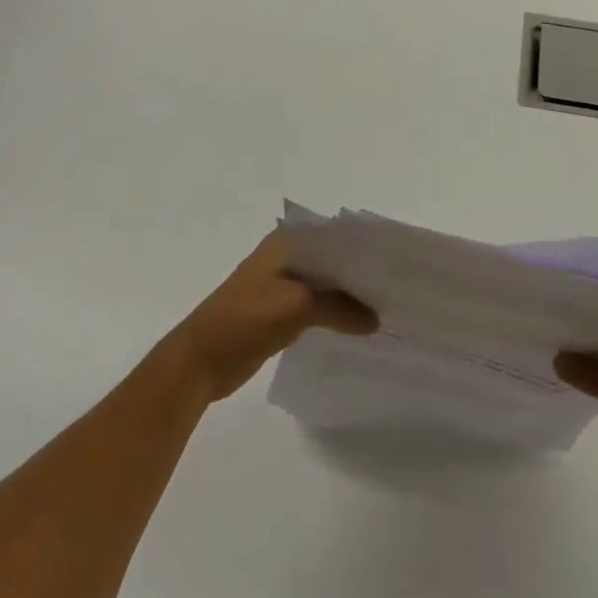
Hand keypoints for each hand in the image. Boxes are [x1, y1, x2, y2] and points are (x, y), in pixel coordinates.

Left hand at [159, 229, 378, 402]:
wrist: (200, 361)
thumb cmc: (245, 320)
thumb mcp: (297, 306)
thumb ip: (340, 307)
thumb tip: (377, 320)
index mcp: (285, 242)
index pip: (335, 235)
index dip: (364, 247)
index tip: (395, 261)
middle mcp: (285, 256)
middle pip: (332, 260)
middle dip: (360, 274)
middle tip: (397, 286)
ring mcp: (280, 285)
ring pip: (325, 284)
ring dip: (349, 295)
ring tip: (386, 305)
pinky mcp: (279, 311)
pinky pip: (316, 306)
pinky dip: (336, 313)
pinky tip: (359, 323)